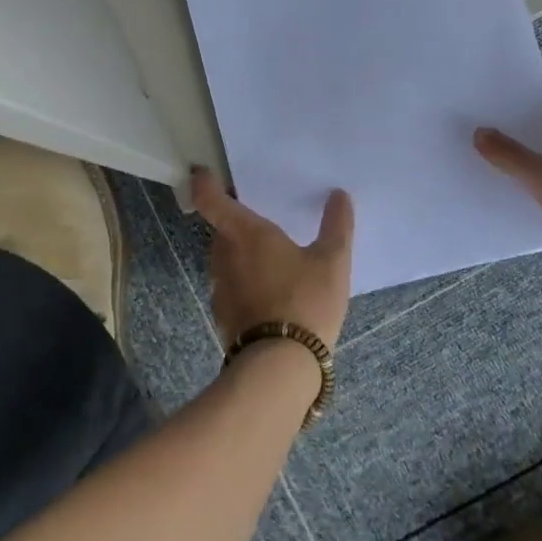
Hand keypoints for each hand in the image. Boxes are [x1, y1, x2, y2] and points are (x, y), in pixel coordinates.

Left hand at [189, 168, 353, 348]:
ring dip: (239, 255)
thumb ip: (336, 226)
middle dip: (234, 223)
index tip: (202, 174)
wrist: (280, 366)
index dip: (205, 185)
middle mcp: (225, 256)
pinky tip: (268, 294)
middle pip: (220, 231)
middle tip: (258, 220)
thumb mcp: (333, 261)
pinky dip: (244, 283)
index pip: (213, 201)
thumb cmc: (306, 301)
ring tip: (268, 259)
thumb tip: (339, 195)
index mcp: (246, 234)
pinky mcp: (224, 317)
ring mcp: (220, 289)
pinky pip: (230, 288)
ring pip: (224, 261)